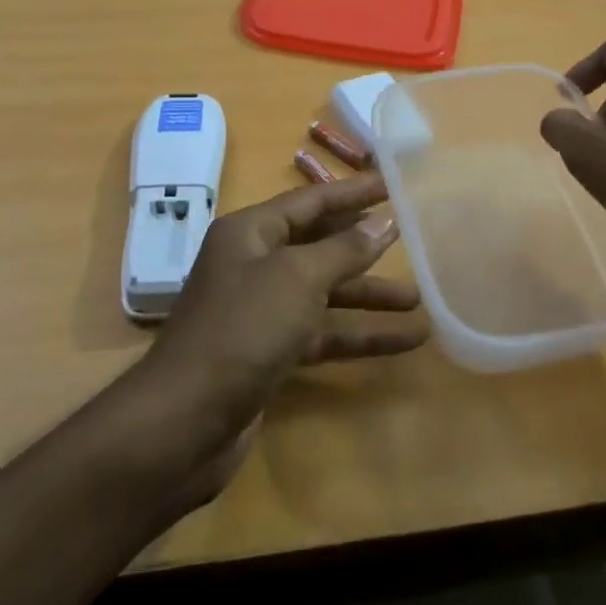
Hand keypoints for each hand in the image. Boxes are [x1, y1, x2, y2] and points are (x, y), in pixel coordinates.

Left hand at [145, 172, 425, 436]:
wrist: (186, 421)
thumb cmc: (243, 329)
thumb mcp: (298, 279)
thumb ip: (344, 249)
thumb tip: (384, 222)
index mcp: (250, 233)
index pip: (310, 201)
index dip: (352, 192)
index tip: (392, 183)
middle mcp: (254, 265)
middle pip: (318, 245)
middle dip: (363, 244)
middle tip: (410, 236)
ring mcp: (262, 311)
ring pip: (324, 293)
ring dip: (368, 295)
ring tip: (419, 299)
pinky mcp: (271, 353)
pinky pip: (322, 334)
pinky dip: (359, 336)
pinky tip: (403, 342)